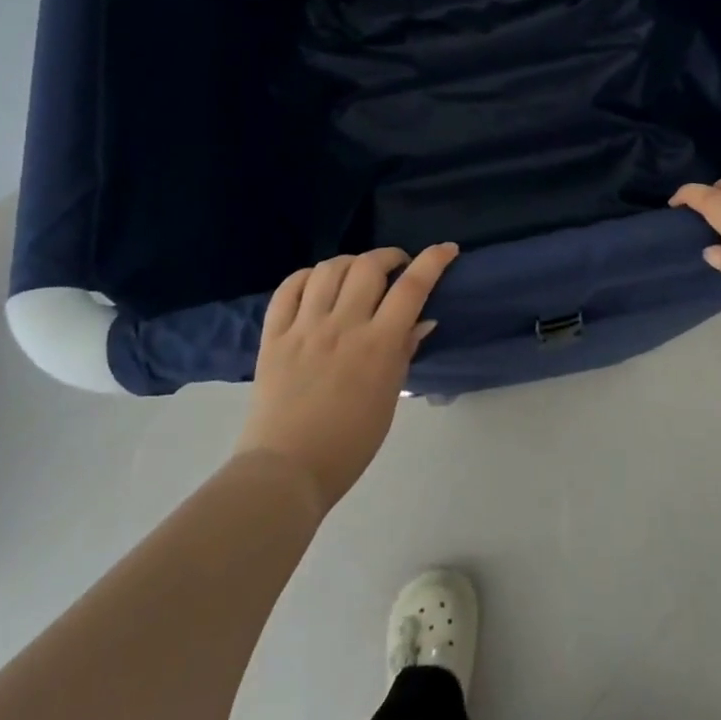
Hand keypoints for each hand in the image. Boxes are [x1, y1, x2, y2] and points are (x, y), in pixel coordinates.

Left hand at [235, 243, 458, 512]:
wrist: (287, 470)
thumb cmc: (349, 443)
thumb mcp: (389, 398)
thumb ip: (404, 352)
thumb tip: (422, 320)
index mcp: (377, 345)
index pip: (411, 288)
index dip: (433, 261)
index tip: (447, 249)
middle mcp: (342, 326)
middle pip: (368, 266)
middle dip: (389, 256)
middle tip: (396, 266)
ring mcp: (304, 328)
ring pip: (328, 269)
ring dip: (350, 262)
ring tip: (357, 273)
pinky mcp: (273, 335)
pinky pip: (287, 288)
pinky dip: (306, 276)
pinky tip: (316, 283)